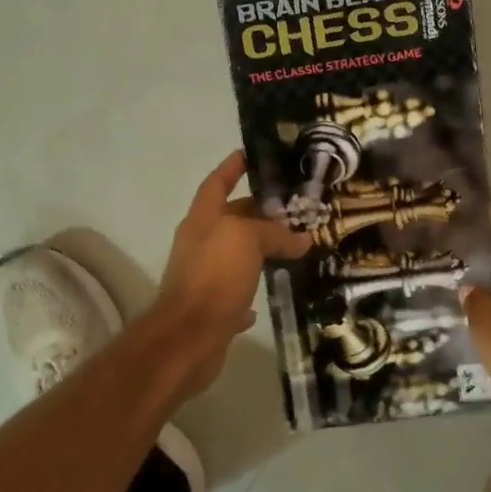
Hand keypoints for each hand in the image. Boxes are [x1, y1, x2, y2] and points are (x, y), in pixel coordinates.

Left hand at [153, 151, 310, 395]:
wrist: (188, 337)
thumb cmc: (214, 276)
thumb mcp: (246, 240)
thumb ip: (274, 234)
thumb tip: (302, 238)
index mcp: (202, 220)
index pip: (216, 182)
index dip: (232, 167)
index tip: (250, 153)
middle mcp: (199, 244)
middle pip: (230, 219)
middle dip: (258, 212)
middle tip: (294, 207)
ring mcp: (203, 277)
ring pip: (236, 255)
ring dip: (259, 250)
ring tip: (294, 245)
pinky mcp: (212, 308)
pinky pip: (236, 291)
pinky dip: (252, 288)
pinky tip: (272, 288)